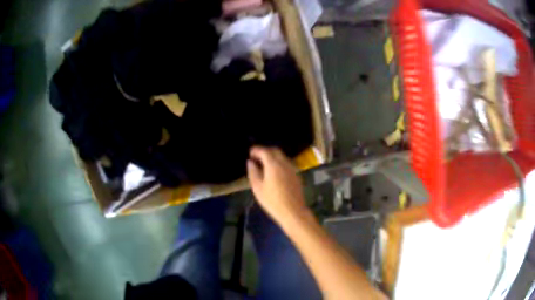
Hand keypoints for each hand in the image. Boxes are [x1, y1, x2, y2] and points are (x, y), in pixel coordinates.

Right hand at [247, 147, 307, 222]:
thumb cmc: (273, 201)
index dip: (256, 150)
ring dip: (272, 156)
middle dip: (265, 151)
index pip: (264, 151)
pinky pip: (286, 163)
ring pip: (282, 156)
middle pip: (275, 151)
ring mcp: (292, 169)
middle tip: (256, 157)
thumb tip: (250, 162)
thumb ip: (253, 172)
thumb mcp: (258, 188)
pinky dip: (278, 162)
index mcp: (274, 165)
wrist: (293, 212)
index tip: (249, 153)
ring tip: (263, 164)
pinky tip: (273, 171)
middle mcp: (284, 163)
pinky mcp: (296, 175)